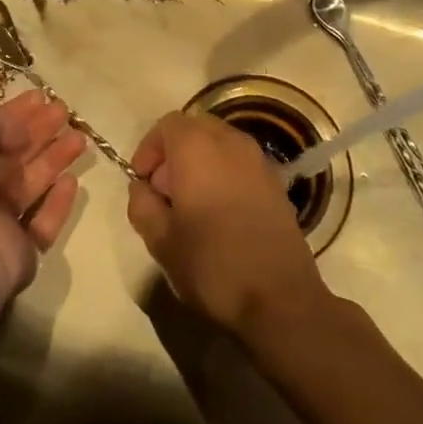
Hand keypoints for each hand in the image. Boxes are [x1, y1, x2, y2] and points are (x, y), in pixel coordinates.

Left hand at [0, 90, 84, 301]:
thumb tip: (20, 131)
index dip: (14, 113)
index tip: (42, 97)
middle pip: (12, 156)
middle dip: (39, 132)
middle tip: (65, 112)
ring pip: (30, 185)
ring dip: (54, 159)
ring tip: (80, 138)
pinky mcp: (18, 251)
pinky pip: (42, 223)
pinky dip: (57, 203)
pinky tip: (71, 181)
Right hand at [125, 111, 329, 337]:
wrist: (280, 298)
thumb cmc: (212, 264)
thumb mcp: (160, 241)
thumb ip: (142, 205)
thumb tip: (142, 188)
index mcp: (198, 148)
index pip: (168, 125)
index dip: (149, 149)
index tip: (142, 181)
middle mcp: (231, 142)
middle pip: (196, 129)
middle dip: (175, 153)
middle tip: (164, 192)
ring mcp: (259, 161)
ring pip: (221, 144)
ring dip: (201, 163)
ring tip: (192, 205)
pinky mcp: (277, 183)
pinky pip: (241, 164)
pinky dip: (225, 175)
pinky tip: (221, 214)